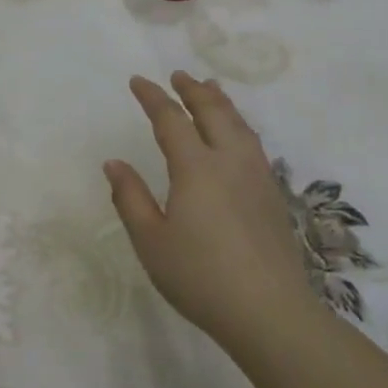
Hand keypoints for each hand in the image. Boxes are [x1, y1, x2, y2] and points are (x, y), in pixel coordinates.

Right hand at [104, 72, 309, 339]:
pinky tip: (237, 136)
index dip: (152, 97)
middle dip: (192, 90)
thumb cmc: (199, 276)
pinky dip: (239, 125)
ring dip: (221, 102)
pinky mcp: (273, 196)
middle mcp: (230, 162)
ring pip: (240, 125)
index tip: (137, 81)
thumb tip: (114, 163)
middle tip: (178, 75)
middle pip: (213, 112)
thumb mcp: (150, 240)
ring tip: (210, 89)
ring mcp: (257, 177)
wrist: (269, 312)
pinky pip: (253, 143)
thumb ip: (130, 197)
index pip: (171, 119)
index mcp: (196, 168)